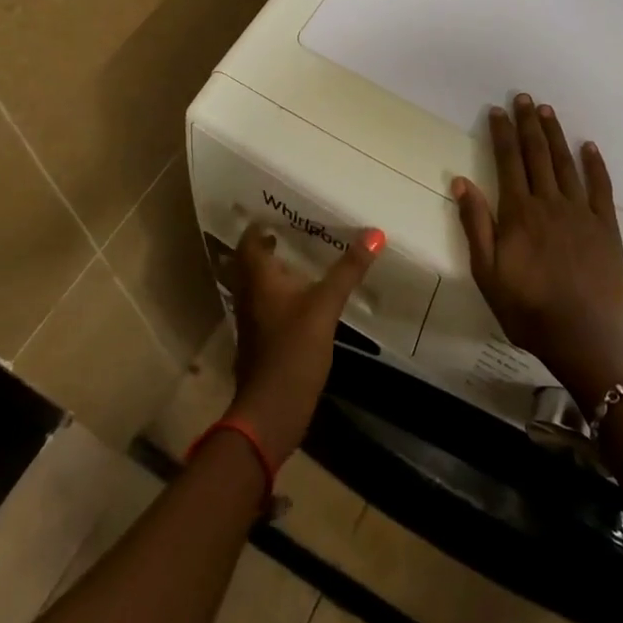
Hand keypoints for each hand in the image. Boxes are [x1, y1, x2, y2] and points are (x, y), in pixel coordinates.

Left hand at [223, 223, 381, 464]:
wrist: (272, 410)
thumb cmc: (293, 350)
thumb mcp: (325, 306)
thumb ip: (348, 270)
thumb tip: (375, 233)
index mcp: (258, 279)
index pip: (248, 241)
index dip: (258, 225)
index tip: (276, 211)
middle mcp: (248, 295)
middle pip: (249, 262)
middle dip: (266, 246)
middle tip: (290, 231)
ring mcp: (251, 321)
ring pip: (256, 285)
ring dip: (271, 271)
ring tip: (297, 259)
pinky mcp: (260, 341)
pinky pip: (264, 305)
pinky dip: (277, 294)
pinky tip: (300, 298)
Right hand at [453, 94, 622, 409]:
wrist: (584, 339)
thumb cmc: (528, 310)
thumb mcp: (487, 273)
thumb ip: (475, 225)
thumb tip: (461, 181)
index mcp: (519, 213)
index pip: (508, 162)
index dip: (502, 134)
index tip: (498, 111)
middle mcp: (550, 204)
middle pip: (537, 155)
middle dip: (529, 124)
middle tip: (525, 98)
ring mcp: (581, 213)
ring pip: (566, 164)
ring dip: (556, 136)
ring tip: (548, 111)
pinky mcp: (606, 227)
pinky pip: (600, 187)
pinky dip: (595, 164)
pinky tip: (589, 147)